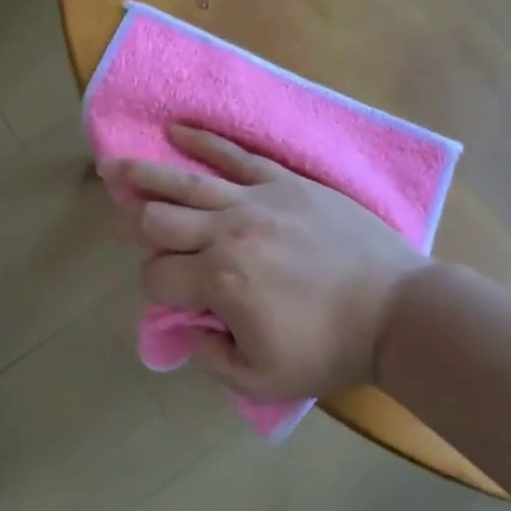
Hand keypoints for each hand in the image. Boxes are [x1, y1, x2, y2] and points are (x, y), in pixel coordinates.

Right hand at [102, 126, 429, 400]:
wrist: (399, 310)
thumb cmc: (330, 349)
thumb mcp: (262, 380)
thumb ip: (210, 357)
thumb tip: (186, 327)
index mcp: (219, 281)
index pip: (156, 277)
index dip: (151, 289)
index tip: (169, 299)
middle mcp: (226, 233)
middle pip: (157, 220)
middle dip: (131, 224)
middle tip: (119, 222)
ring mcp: (256, 200)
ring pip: (184, 181)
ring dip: (142, 174)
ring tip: (111, 166)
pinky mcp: (284, 181)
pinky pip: (236, 155)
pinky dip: (202, 141)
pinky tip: (176, 130)